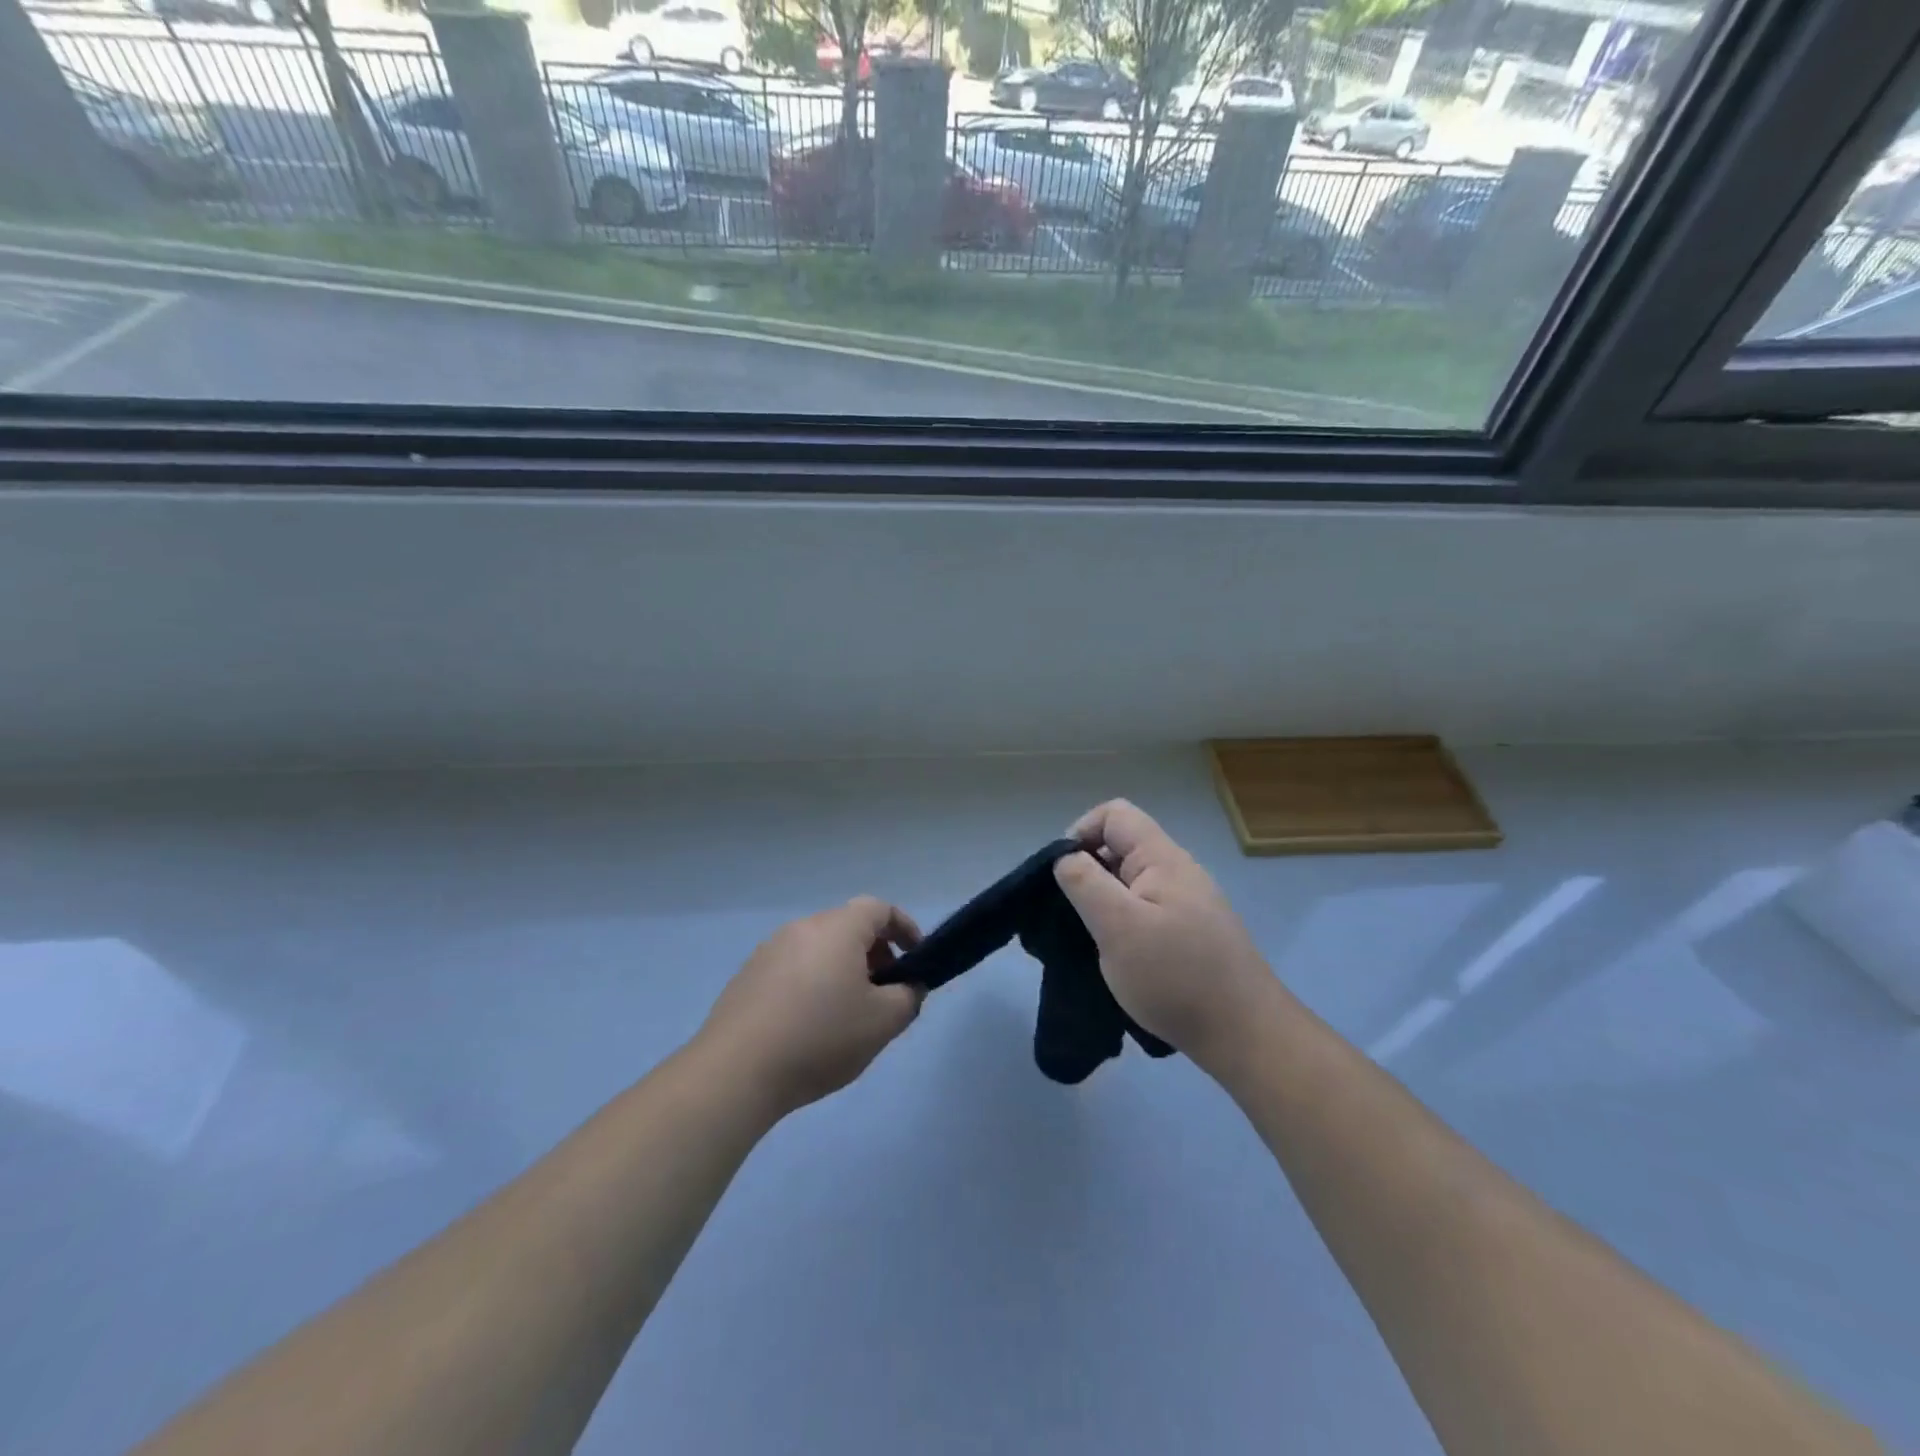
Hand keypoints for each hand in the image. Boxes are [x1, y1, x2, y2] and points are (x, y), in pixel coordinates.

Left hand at [696, 897, 924, 1117]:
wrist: (736, 1072)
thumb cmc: (820, 1038)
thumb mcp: (883, 1022)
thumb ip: (909, 997)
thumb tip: (908, 986)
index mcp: (837, 929)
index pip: (879, 909)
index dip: (904, 927)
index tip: (916, 957)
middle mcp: (802, 928)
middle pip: (848, 927)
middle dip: (875, 953)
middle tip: (885, 992)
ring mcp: (769, 950)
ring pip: (819, 948)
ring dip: (842, 969)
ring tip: (848, 1013)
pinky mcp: (747, 977)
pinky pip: (793, 968)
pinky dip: (813, 983)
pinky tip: (809, 1025)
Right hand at [1053, 800, 1273, 1070]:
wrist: (1245, 1036)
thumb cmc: (1175, 976)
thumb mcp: (1118, 926)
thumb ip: (1085, 883)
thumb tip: (1064, 857)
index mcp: (1162, 859)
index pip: (1113, 814)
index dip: (1080, 834)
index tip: (1064, 876)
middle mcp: (1177, 872)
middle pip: (1120, 847)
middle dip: (1088, 873)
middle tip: (1072, 917)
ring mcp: (1186, 904)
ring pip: (1130, 884)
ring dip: (1103, 905)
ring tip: (1092, 942)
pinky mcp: (1190, 935)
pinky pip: (1145, 912)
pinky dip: (1123, 926)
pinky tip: (1118, 959)